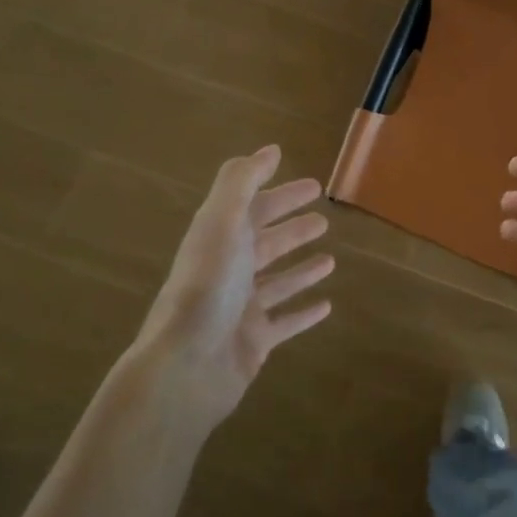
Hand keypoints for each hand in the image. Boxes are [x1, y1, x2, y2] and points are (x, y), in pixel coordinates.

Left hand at [120, 145, 333, 431]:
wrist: (187, 366)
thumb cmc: (207, 289)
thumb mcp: (221, 223)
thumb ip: (241, 182)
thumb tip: (270, 150)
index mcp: (219, 240)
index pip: (254, 209)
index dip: (281, 195)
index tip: (314, 186)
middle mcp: (229, 271)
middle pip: (265, 244)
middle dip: (293, 229)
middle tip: (325, 220)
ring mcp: (241, 309)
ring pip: (277, 283)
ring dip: (301, 270)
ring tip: (330, 260)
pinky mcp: (254, 341)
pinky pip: (285, 323)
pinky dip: (304, 313)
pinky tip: (327, 306)